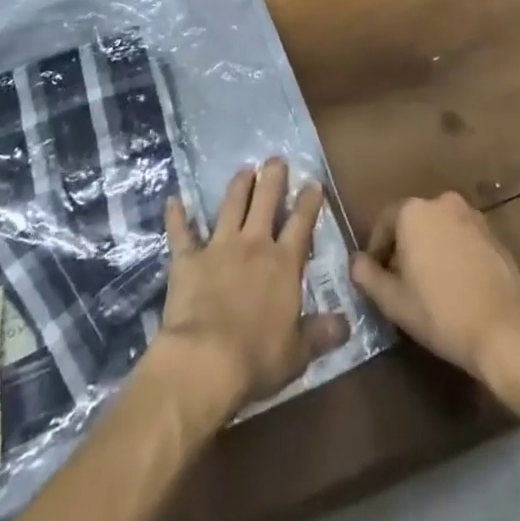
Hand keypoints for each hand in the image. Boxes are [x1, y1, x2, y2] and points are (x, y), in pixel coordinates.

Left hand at [154, 159, 350, 416]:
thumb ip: (321, 333)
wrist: (205, 361)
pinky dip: (176, 216)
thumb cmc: (257, 359)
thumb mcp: (298, 353)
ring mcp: (219, 247)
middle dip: (273, 177)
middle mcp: (253, 245)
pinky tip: (173, 200)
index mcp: (283, 265)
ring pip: (230, 205)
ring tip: (244, 170)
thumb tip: (346, 323)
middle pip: (265, 201)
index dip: (308, 202)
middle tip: (276, 159)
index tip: (313, 182)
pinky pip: (180, 232)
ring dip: (238, 186)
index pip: (301, 224)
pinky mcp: (187, 259)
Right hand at [349, 192, 519, 401]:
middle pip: (412, 222)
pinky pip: (461, 238)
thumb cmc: (442, 313)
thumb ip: (369, 277)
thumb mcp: (395, 301)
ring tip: (427, 285)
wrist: (506, 330)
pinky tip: (455, 285)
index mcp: (414, 212)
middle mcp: (442, 202)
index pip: (384, 222)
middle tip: (399, 282)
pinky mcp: (493, 234)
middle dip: (403, 248)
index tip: (375, 276)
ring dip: (429, 249)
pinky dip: (452, 253)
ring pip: (438, 229)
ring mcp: (471, 216)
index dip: (376, 250)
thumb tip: (356, 262)